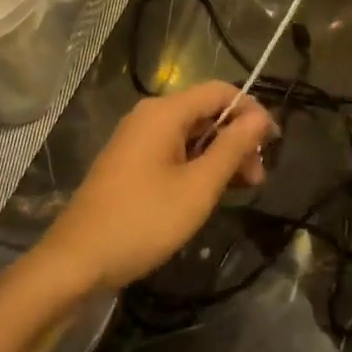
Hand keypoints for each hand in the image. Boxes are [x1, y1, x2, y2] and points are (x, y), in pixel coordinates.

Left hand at [37, 82, 276, 290]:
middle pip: (206, 112)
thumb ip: (232, 148)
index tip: (273, 144)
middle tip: (257, 179)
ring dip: (220, 156)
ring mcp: (136, 140)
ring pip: (191, 134)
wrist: (77, 260)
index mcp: (164, 113)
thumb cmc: (143, 220)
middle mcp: (149, 117)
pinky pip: (173, 152)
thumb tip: (260, 117)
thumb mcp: (198, 186)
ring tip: (240, 191)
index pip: (220, 91)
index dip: (251, 111)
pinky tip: (209, 193)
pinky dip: (197, 166)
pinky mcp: (130, 163)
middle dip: (237, 139)